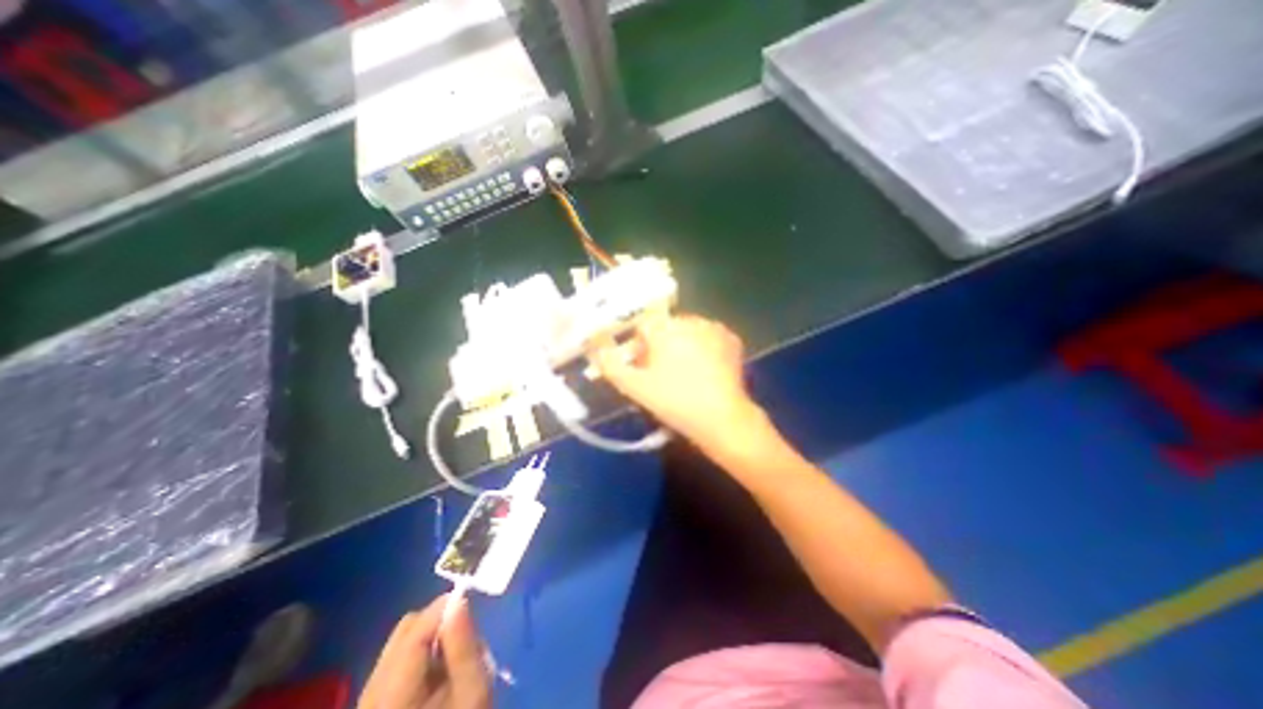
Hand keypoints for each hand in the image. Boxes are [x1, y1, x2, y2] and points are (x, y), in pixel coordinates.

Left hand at [359, 596, 491, 708]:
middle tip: (465, 634)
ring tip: (455, 656)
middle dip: (437, 621)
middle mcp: (370, 694)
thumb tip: (459, 600)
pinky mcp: (374, 706)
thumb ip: (464, 647)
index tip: (469, 599)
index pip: (415, 629)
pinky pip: (397, 662)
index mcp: (391, 695)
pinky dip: (421, 655)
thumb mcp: (471, 694)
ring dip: (431, 637)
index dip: (443, 607)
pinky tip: (439, 674)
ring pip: (400, 644)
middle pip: (404, 631)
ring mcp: (368, 702)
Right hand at [591, 317, 759, 452]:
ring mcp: (714, 328)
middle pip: (665, 328)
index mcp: (665, 327)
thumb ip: (610, 364)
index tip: (640, 367)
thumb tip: (596, 348)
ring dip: (680, 346)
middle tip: (659, 375)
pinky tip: (703, 370)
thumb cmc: (674, 402)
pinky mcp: (732, 340)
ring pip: (687, 332)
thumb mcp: (635, 387)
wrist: (722, 419)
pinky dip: (702, 348)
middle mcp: (690, 319)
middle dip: (658, 346)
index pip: (642, 326)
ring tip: (683, 375)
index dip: (637, 346)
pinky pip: (708, 338)